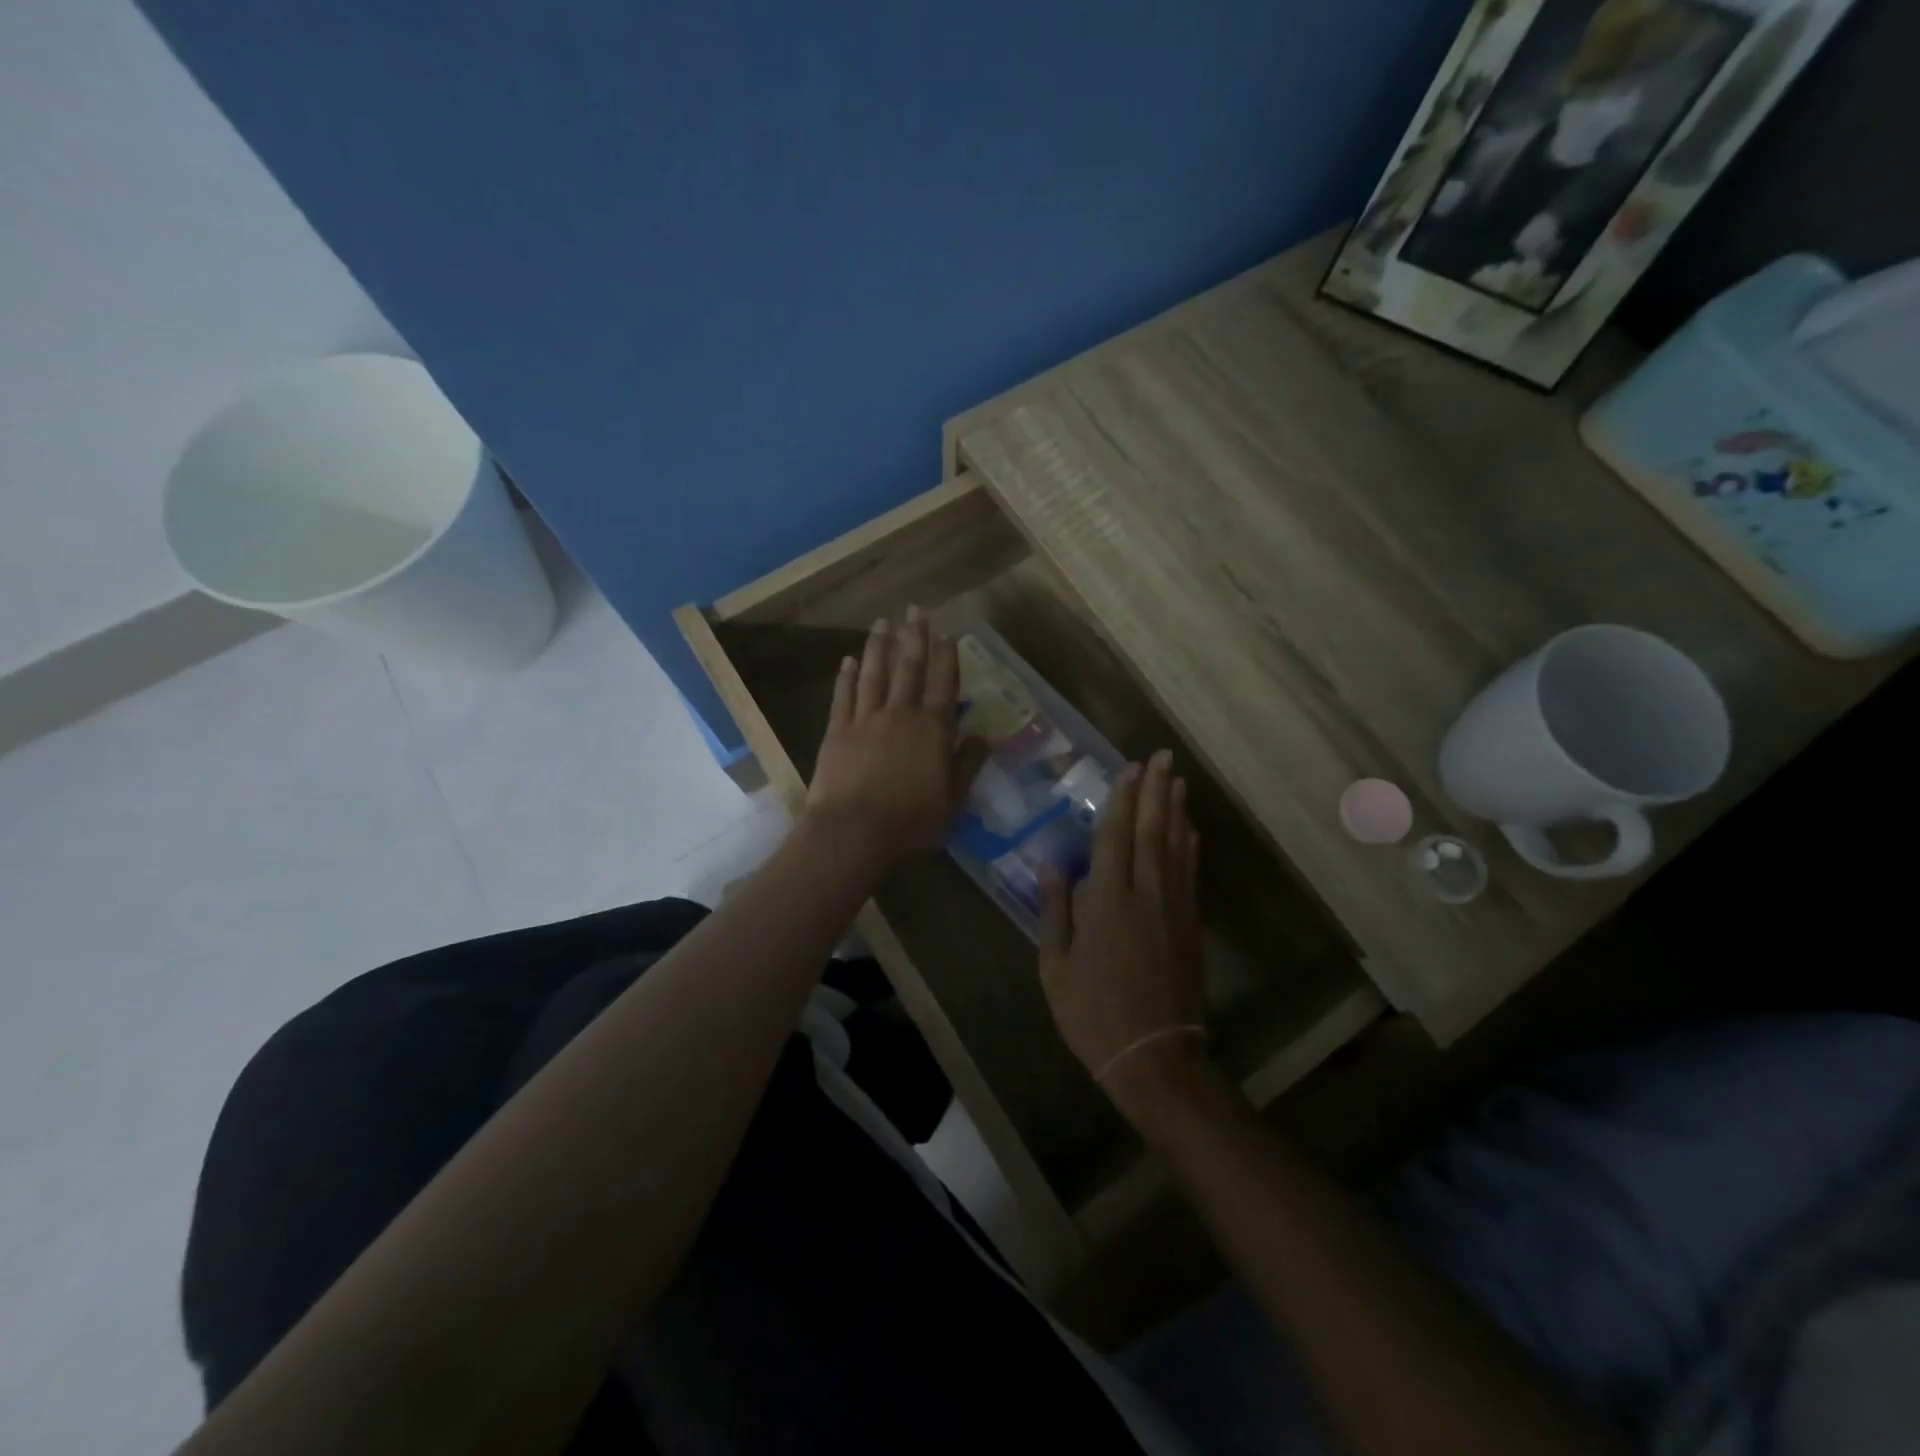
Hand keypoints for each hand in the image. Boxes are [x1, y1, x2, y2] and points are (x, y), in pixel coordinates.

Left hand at [806, 608, 989, 871]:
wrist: (852, 834)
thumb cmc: (910, 823)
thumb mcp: (952, 801)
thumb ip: (968, 765)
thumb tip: (985, 736)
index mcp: (933, 730)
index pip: (945, 685)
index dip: (948, 658)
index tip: (949, 633)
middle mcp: (901, 715)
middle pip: (910, 668)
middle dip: (915, 636)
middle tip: (915, 608)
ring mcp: (865, 720)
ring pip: (875, 674)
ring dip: (880, 646)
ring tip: (882, 622)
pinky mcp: (837, 731)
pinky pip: (843, 696)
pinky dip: (846, 676)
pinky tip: (848, 660)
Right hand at [1038, 750, 1208, 1107]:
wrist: (1154, 1056)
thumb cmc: (1093, 1014)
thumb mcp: (1056, 967)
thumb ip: (1055, 912)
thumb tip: (1051, 865)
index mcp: (1107, 902)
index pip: (1114, 837)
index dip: (1122, 799)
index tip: (1129, 768)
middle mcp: (1145, 894)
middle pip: (1152, 831)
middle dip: (1156, 791)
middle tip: (1162, 757)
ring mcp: (1174, 908)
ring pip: (1176, 846)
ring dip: (1176, 810)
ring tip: (1177, 780)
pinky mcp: (1191, 926)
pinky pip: (1191, 873)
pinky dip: (1190, 846)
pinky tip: (1190, 830)